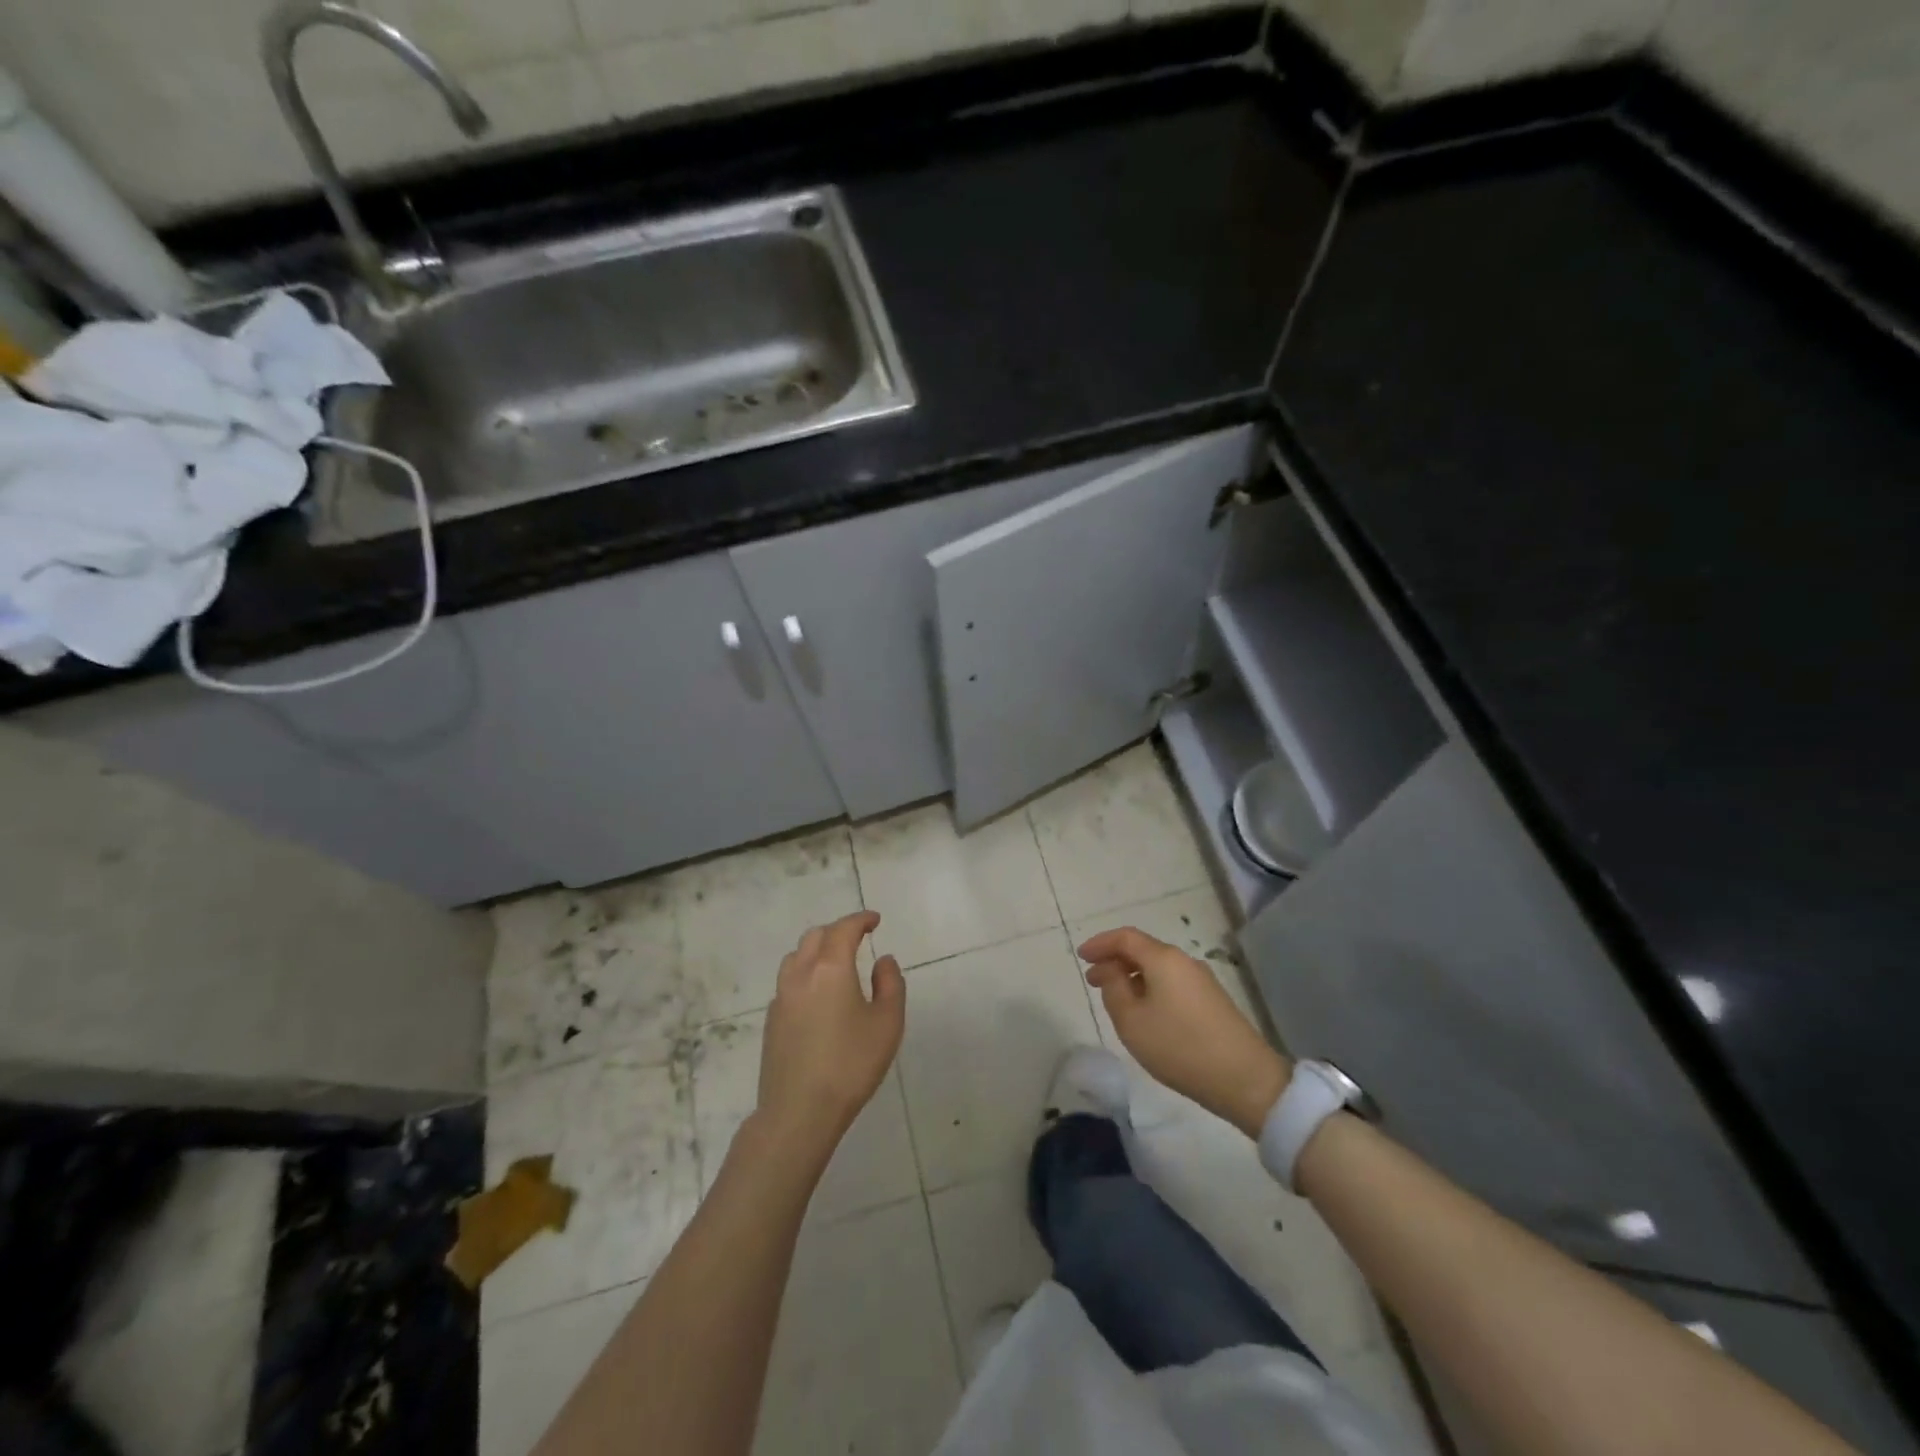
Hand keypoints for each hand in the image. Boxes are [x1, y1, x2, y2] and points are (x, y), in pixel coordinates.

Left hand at [756, 911, 904, 1163]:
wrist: (799, 1112)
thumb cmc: (851, 1065)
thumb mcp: (887, 1024)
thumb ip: (891, 984)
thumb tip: (883, 961)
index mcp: (830, 968)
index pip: (844, 929)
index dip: (860, 920)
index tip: (875, 921)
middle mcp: (801, 974)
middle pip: (815, 936)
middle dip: (838, 931)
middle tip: (858, 939)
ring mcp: (781, 997)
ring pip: (796, 956)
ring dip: (817, 949)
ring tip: (836, 962)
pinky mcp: (772, 1020)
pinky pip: (788, 981)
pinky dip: (805, 973)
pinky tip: (818, 995)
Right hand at [1077, 926, 1290, 1137]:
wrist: (1245, 1079)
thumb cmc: (1180, 1047)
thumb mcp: (1132, 1021)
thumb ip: (1114, 989)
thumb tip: (1112, 971)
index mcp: (1163, 959)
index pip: (1125, 937)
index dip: (1100, 943)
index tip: (1081, 957)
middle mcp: (1184, 961)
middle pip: (1143, 950)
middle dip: (1114, 961)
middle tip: (1093, 980)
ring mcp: (1201, 980)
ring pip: (1158, 968)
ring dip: (1133, 977)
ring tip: (1115, 1000)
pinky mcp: (1212, 1001)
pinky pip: (1172, 983)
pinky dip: (1151, 988)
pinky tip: (1145, 1013)